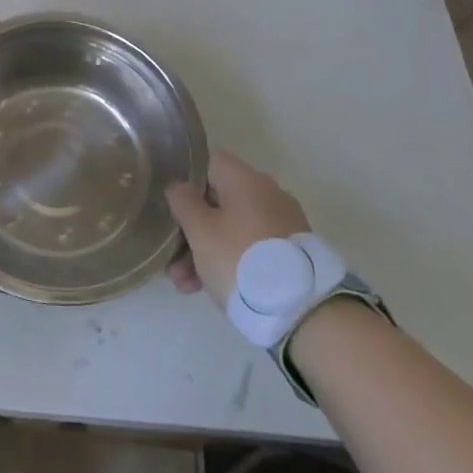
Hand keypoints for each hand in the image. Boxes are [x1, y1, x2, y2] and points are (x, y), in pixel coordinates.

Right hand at [164, 149, 310, 305]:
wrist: (302, 310)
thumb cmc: (239, 258)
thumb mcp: (199, 229)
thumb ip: (182, 202)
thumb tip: (179, 187)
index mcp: (245, 178)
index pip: (207, 162)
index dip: (184, 179)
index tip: (169, 204)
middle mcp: (267, 193)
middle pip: (217, 201)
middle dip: (191, 229)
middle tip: (172, 259)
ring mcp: (282, 223)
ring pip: (232, 228)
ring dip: (205, 251)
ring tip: (185, 285)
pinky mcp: (291, 253)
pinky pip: (250, 248)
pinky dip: (229, 261)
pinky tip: (208, 289)